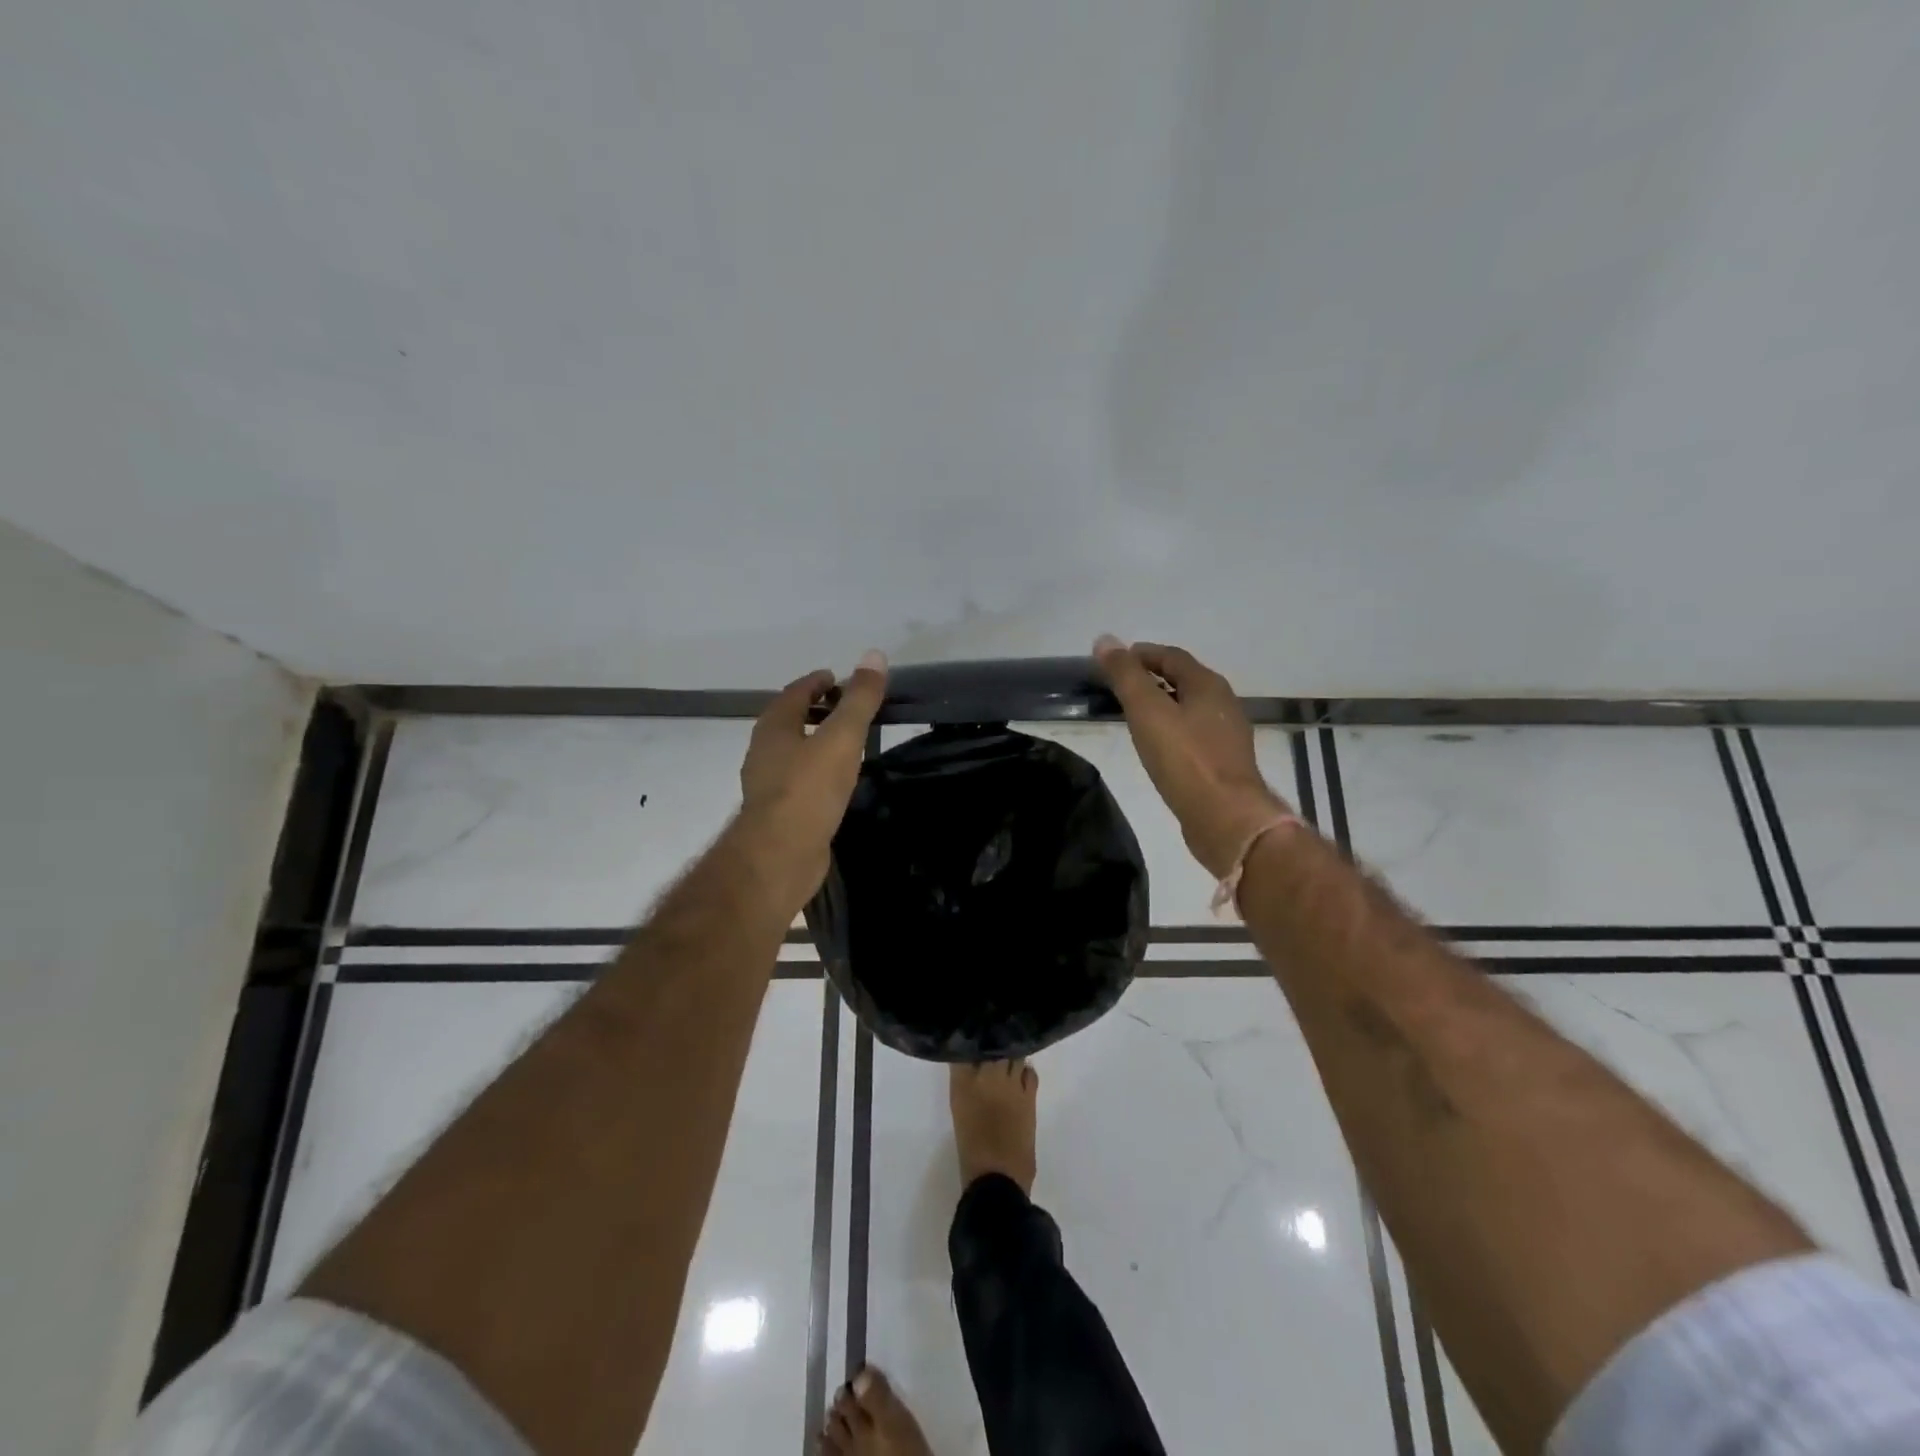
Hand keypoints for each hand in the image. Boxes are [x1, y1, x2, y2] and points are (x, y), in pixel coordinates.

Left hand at [739, 651, 888, 897]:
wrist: (781, 855)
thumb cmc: (809, 789)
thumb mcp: (842, 737)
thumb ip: (859, 699)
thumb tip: (874, 655)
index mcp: (774, 726)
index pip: (796, 692)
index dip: (818, 682)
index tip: (839, 680)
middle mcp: (764, 751)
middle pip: (790, 721)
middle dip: (816, 711)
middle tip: (848, 709)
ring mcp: (767, 784)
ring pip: (793, 752)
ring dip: (815, 743)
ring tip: (847, 744)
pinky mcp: (777, 813)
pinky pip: (798, 781)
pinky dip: (816, 772)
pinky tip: (836, 783)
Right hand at [1093, 636, 1292, 877]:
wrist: (1226, 818)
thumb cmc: (1185, 759)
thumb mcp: (1147, 711)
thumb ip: (1126, 675)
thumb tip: (1105, 639)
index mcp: (1208, 685)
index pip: (1172, 656)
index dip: (1142, 654)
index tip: (1115, 660)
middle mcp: (1223, 704)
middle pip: (1184, 680)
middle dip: (1153, 678)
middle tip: (1121, 686)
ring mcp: (1226, 735)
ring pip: (1190, 709)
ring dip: (1163, 705)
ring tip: (1134, 716)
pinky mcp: (1224, 764)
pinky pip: (1193, 735)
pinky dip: (1172, 730)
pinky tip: (1157, 747)